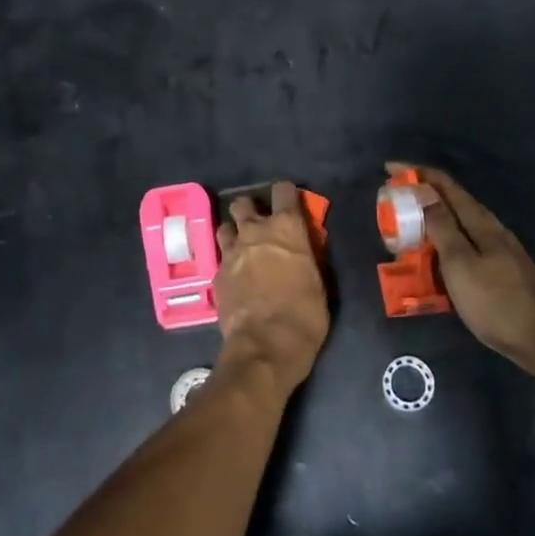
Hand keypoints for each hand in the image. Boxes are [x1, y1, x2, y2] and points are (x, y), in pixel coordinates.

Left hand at [213, 181, 330, 392]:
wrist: (266, 344)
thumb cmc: (304, 314)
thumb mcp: (317, 281)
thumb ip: (306, 256)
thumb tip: (302, 251)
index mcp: (286, 228)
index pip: (283, 190)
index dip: (286, 194)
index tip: (289, 202)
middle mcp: (255, 231)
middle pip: (243, 203)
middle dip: (250, 209)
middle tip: (259, 225)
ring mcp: (232, 251)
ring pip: (225, 226)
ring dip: (234, 232)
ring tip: (242, 247)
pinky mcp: (217, 273)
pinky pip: (221, 257)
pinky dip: (228, 261)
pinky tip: (235, 275)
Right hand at [391, 163, 534, 367]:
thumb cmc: (498, 302)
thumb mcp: (461, 265)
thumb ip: (442, 228)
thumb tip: (424, 192)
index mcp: (480, 222)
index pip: (444, 185)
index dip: (416, 173)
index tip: (389, 169)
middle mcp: (490, 229)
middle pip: (451, 202)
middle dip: (420, 198)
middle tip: (392, 206)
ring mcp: (498, 251)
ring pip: (458, 227)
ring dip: (430, 224)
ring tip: (405, 233)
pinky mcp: (500, 272)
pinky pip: (464, 249)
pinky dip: (443, 247)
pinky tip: (434, 264)